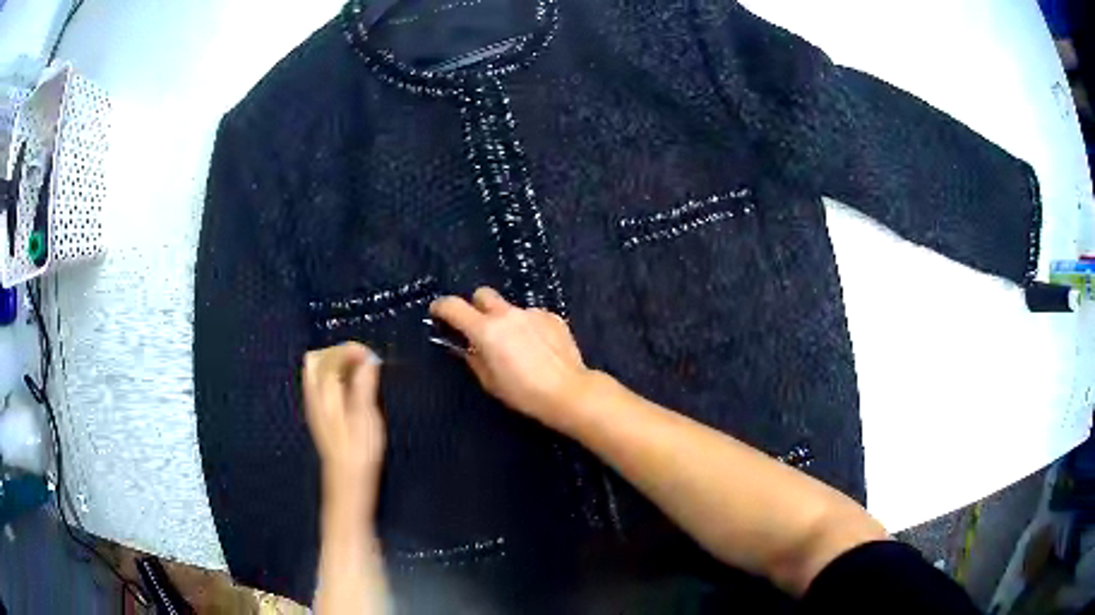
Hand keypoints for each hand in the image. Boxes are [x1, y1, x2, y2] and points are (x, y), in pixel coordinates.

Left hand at [303, 342, 385, 511]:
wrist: (348, 482)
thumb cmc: (359, 452)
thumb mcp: (366, 418)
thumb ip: (364, 387)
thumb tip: (368, 361)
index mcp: (324, 395)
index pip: (329, 357)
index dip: (350, 350)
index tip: (372, 357)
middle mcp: (314, 396)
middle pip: (316, 359)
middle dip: (339, 353)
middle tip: (363, 362)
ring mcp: (315, 406)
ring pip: (317, 372)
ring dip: (338, 365)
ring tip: (361, 374)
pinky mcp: (321, 416)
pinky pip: (322, 385)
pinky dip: (336, 378)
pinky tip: (354, 391)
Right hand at [429, 287, 592, 427]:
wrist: (568, 391)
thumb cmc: (523, 392)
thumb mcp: (489, 381)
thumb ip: (473, 359)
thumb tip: (467, 347)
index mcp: (486, 330)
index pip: (453, 306)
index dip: (441, 307)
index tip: (437, 312)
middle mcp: (507, 314)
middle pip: (482, 294)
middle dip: (476, 307)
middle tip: (479, 329)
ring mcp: (532, 313)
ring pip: (510, 309)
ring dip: (506, 321)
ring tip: (518, 347)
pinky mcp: (553, 317)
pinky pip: (532, 317)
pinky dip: (529, 327)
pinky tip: (539, 349)